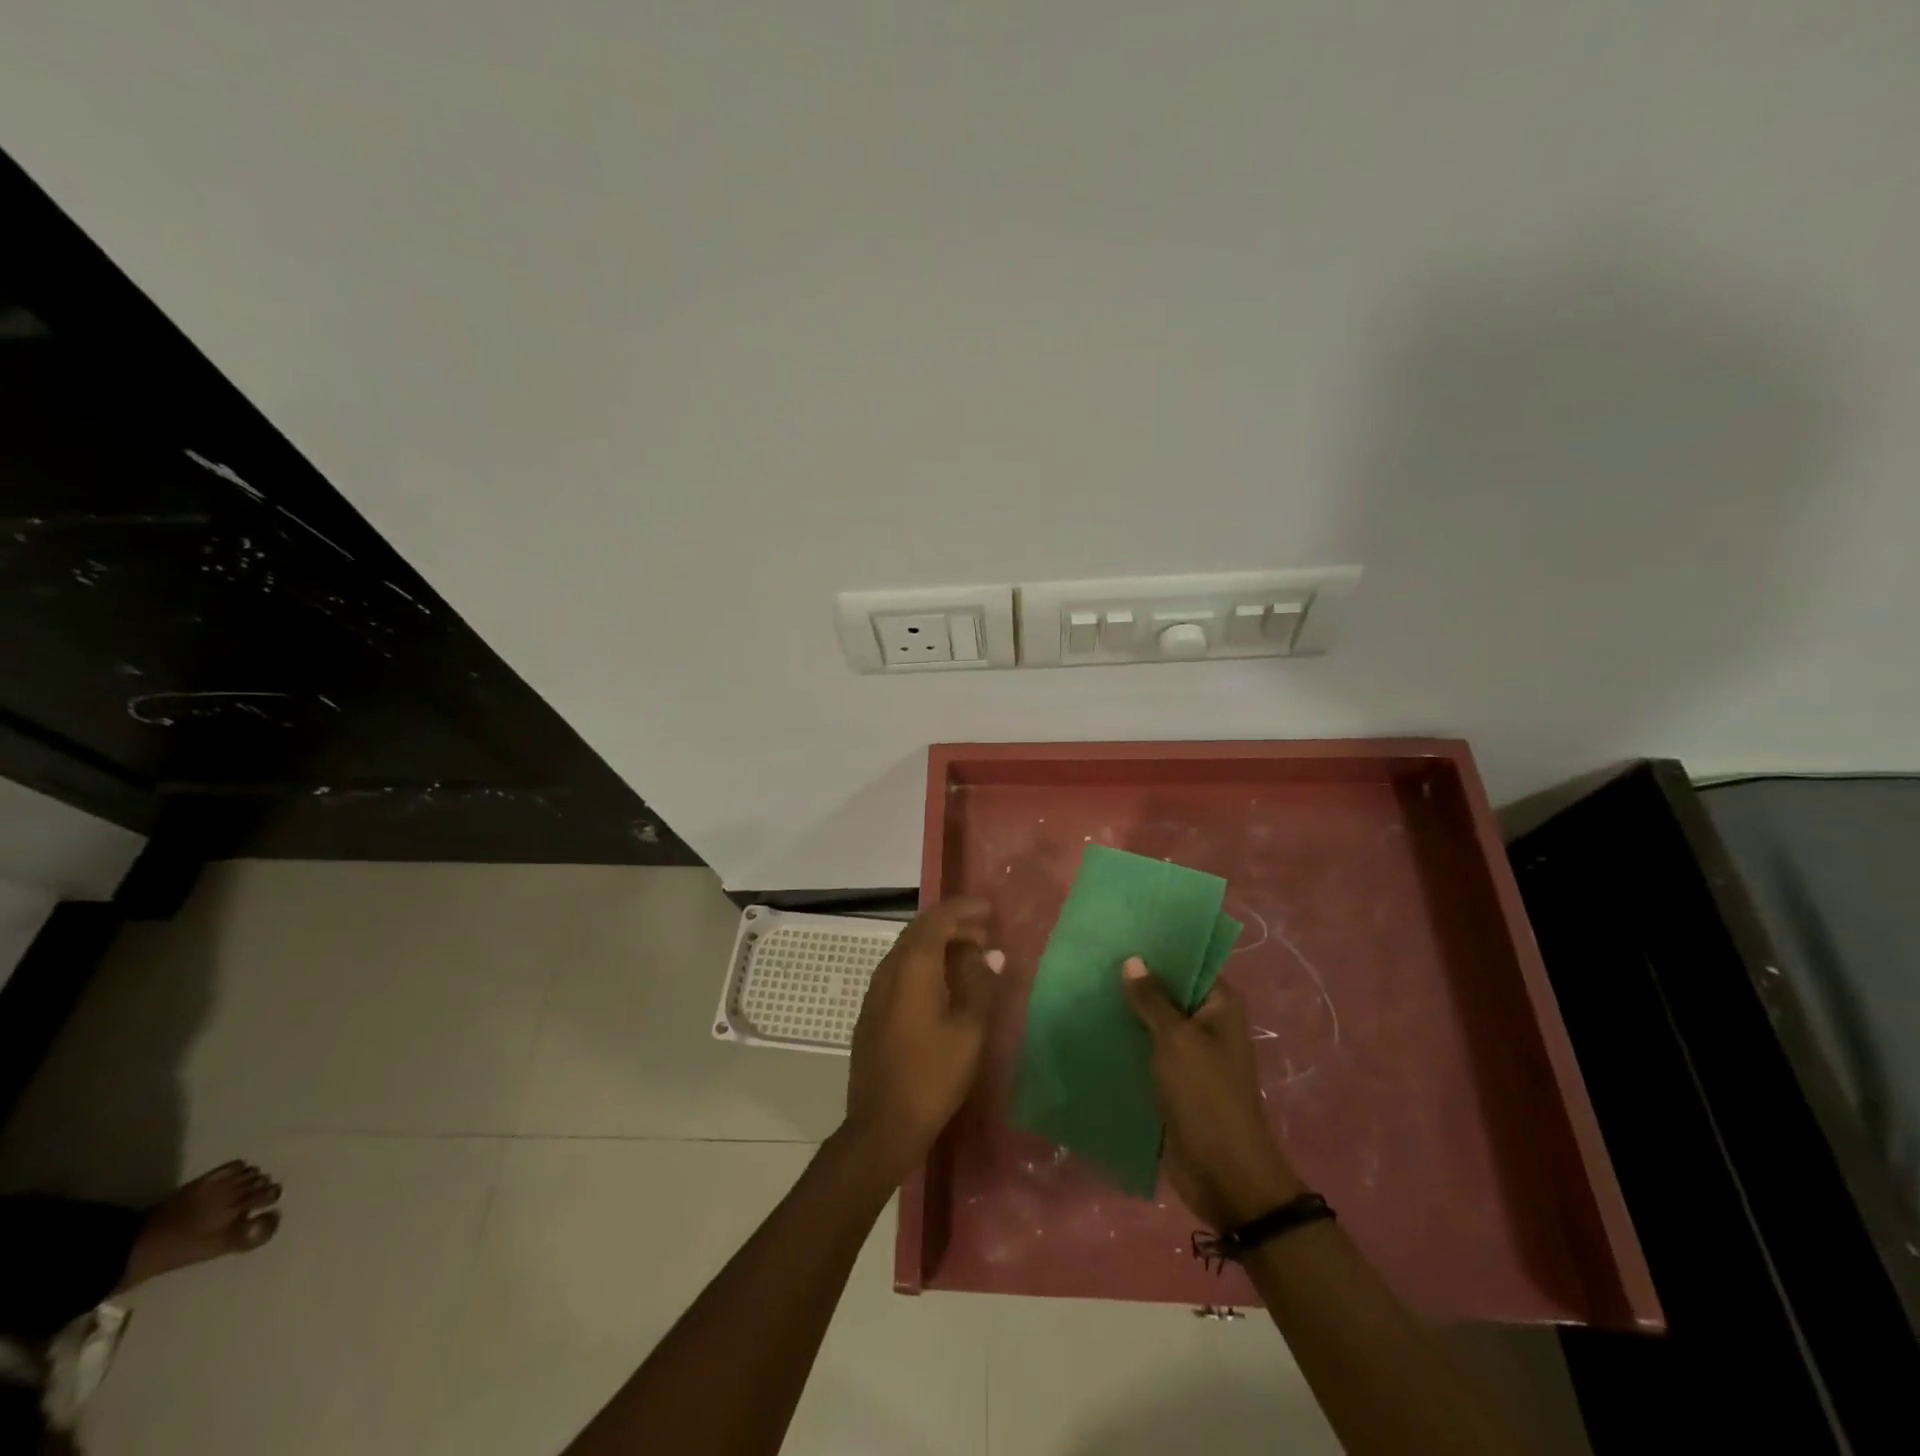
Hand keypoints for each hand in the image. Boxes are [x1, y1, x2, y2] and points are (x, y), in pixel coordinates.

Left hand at [842, 899, 1003, 1181]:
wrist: (882, 1126)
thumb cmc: (932, 1075)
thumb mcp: (969, 1029)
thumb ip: (979, 984)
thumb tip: (988, 954)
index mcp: (912, 966)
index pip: (937, 919)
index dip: (963, 909)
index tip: (989, 909)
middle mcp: (888, 970)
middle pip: (920, 931)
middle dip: (953, 925)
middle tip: (985, 933)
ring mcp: (875, 992)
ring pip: (909, 952)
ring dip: (939, 946)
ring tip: (971, 957)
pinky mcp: (872, 1012)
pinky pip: (901, 972)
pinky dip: (926, 966)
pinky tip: (945, 986)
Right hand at [1121, 957, 1304, 1228]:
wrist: (1223, 1173)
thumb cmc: (1205, 1095)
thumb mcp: (1176, 1040)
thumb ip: (1152, 999)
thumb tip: (1132, 960)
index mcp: (1221, 1006)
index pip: (1189, 963)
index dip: (1159, 949)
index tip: (1123, 933)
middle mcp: (1208, 1024)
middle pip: (1169, 992)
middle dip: (1137, 979)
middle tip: (1096, 957)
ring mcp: (1190, 1054)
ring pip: (1155, 1022)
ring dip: (1128, 1011)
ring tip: (1088, 987)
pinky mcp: (1173, 1081)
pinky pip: (1147, 1051)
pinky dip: (1126, 1041)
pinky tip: (1094, 1027)